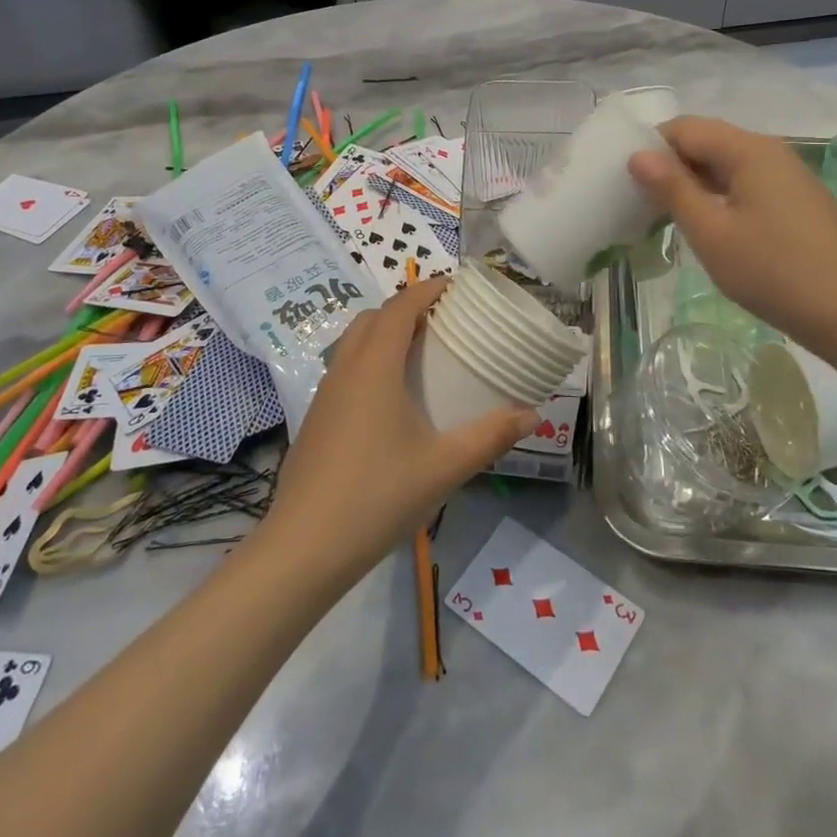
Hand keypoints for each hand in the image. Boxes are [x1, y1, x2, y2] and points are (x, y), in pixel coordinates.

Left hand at [259, 279, 537, 587]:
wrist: (304, 548)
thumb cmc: (378, 497)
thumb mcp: (444, 467)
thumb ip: (490, 436)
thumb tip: (532, 415)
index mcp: (374, 367)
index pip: (400, 307)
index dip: (427, 289)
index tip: (457, 287)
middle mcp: (345, 370)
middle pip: (373, 318)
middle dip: (407, 308)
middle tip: (444, 321)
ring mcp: (325, 395)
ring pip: (353, 343)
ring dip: (385, 334)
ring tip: (421, 355)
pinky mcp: (316, 420)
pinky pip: (345, 369)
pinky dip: (370, 361)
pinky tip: (391, 400)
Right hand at [629, 117, 836, 351]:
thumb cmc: (774, 273)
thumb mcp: (712, 233)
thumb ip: (673, 189)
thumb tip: (638, 155)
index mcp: (749, 150)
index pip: (685, 128)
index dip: (651, 147)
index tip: (626, 180)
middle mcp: (771, 152)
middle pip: (708, 142)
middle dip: (671, 166)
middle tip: (640, 202)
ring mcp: (789, 176)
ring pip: (727, 165)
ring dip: (694, 184)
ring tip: (667, 217)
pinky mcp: (797, 201)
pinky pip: (747, 184)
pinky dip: (720, 197)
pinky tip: (710, 228)